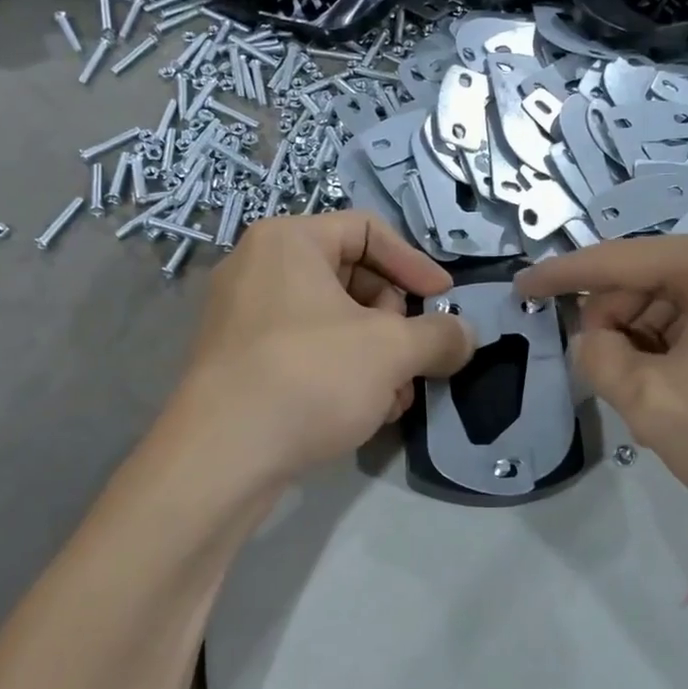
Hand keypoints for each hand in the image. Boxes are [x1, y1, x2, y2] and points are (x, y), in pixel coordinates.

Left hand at [170, 212, 473, 484]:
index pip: (369, 231)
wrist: (221, 458)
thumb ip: (440, 335)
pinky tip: (366, 412)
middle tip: (415, 359)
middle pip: (353, 278)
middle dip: (396, 323)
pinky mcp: (240, 362)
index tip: (445, 302)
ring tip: (396, 398)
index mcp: (289, 241)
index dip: (415, 264)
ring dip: (377, 357)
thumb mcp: (392, 350)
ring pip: (334, 322)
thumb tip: (466, 336)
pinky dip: (343, 373)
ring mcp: (244, 317)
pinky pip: (307, 350)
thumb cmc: (310, 377)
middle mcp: (259, 268)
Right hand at [517, 229, 687, 545]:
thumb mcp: (653, 403)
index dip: (561, 277)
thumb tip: (594, 339)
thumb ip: (600, 360)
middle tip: (611, 383)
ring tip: (659, 401)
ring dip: (655, 347)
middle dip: (619, 327)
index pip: (619, 260)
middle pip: (655, 284)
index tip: (520, 290)